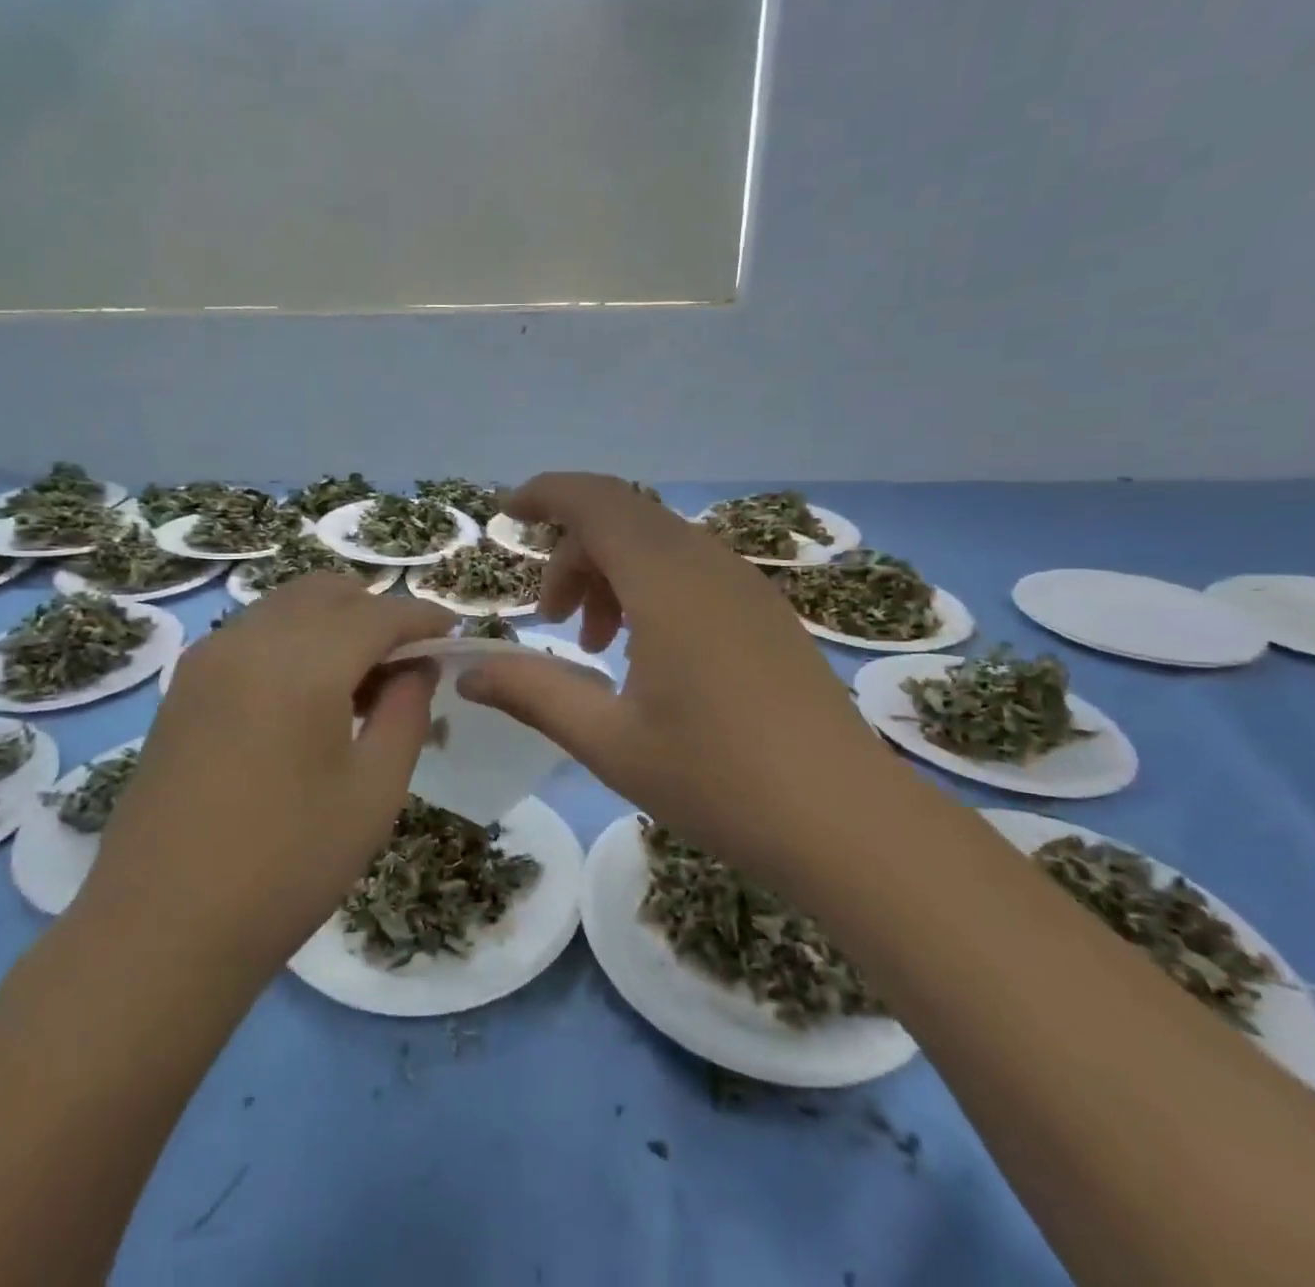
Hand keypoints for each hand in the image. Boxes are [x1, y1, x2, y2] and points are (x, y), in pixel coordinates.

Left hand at [79, 575, 453, 975]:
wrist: (160, 930)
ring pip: (287, 606)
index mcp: (302, 663)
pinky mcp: (184, 685)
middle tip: (406, 663)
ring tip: (360, 684)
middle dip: (376, 612)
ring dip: (334, 624)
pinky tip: (307, 698)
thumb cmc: (287, 865)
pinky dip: (294, 641)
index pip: (379, 613)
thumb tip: (418, 665)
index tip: (454, 636)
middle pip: (328, 591)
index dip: (424, 618)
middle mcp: (250, 640)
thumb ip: (406, 711)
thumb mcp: (374, 791)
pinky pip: (254, 634)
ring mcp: (207, 659)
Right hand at [459, 474, 889, 863]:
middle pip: (622, 520)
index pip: (595, 499)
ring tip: (595, 644)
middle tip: (551, 620)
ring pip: (658, 545)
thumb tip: (467, 673)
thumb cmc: (718, 779)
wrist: (847, 821)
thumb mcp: (608, 740)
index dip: (545, 494)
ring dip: (611, 574)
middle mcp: (708, 563)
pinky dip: (649, 589)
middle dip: (572, 555)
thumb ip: (531, 693)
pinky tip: (647, 654)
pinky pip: (691, 570)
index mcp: (666, 580)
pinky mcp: (765, 611)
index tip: (506, 515)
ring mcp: (745, 584)